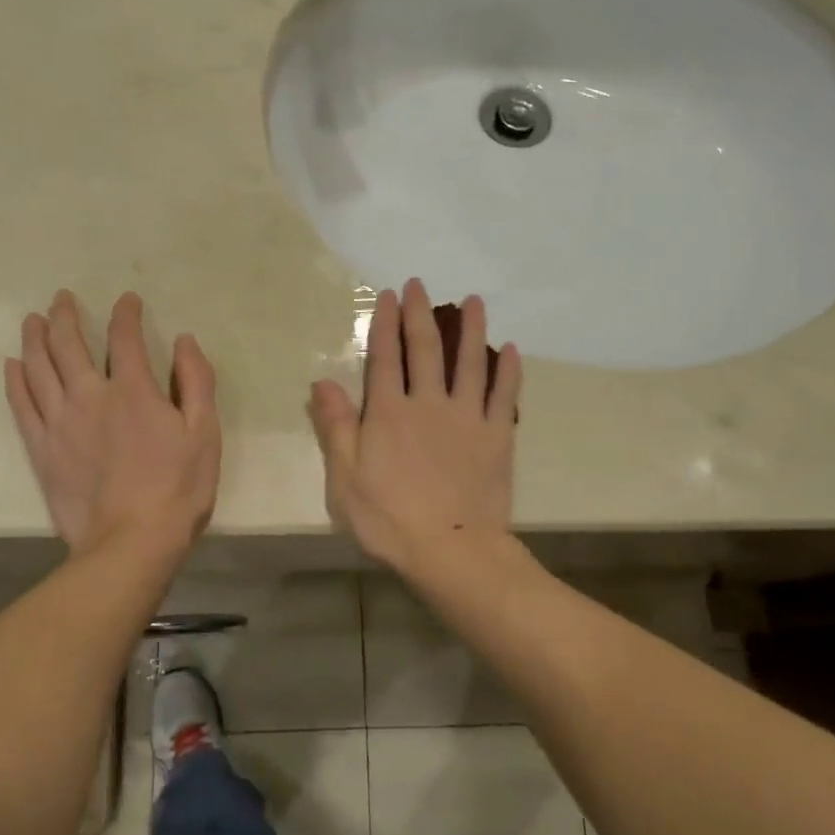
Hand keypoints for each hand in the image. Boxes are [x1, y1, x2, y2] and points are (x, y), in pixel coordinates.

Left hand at [5, 291, 219, 557]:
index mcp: (134, 391)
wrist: (131, 542)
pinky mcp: (41, 449)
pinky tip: (12, 365)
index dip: (125, 314)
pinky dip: (15, 381)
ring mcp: (60, 422)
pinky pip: (21, 405)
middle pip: (70, 345)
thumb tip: (184, 341)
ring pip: (39, 368)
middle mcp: (90, 396)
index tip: (127, 301)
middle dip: (66, 316)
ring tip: (33, 320)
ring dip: (35, 339)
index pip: (125, 338)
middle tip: (61, 298)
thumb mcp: (205, 433)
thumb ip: (196, 381)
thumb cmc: (178, 488)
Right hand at [308, 278, 523, 572]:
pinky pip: (504, 395)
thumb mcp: (345, 480)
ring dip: (471, 329)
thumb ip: (337, 428)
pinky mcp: (497, 436)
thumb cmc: (390, 520)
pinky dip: (508, 371)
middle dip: (420, 314)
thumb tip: (323, 382)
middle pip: (425, 349)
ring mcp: (467, 418)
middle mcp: (428, 404)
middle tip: (419, 284)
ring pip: (470, 362)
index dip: (385, 323)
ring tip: (473, 300)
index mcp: (389, 413)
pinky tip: (511, 349)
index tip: (388, 295)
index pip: (385, 357)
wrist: (452, 550)